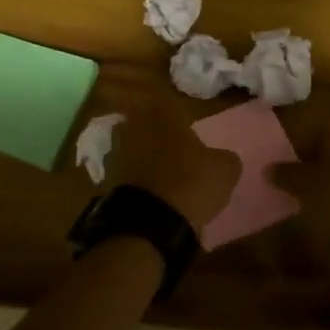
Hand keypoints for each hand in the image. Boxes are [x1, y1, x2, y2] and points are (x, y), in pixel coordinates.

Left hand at [101, 91, 240, 233]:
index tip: (191, 137)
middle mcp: (134, 124)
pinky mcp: (105, 177)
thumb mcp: (224, 170)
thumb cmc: (190, 184)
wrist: (149, 222)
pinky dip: (134, 179)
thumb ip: (223, 157)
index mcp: (162, 113)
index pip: (172, 107)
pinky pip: (124, 173)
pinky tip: (149, 194)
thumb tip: (220, 158)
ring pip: (133, 148)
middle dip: (159, 138)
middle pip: (148, 126)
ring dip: (144, 158)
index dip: (182, 121)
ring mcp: (115, 150)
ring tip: (162, 177)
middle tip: (176, 155)